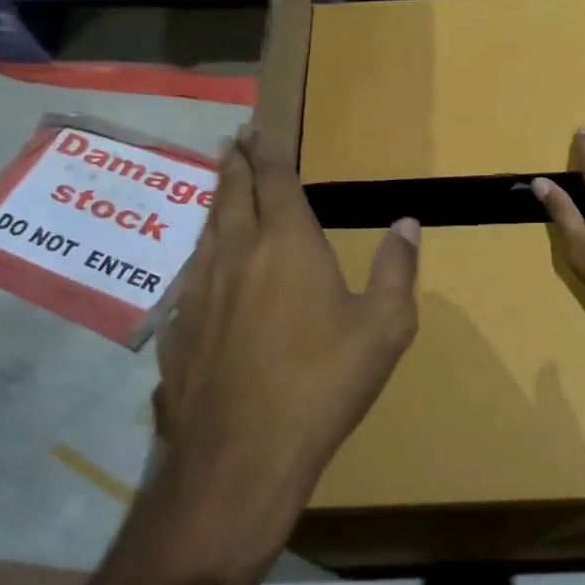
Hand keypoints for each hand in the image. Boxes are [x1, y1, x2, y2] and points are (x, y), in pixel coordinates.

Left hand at [153, 130, 419, 544]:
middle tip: (234, 140)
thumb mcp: (384, 328)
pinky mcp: (178, 327)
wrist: (242, 454)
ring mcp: (199, 290)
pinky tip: (206, 266)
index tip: (259, 130)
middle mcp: (237, 253)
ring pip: (206, 230)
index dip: (268, 153)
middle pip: (232, 194)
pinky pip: (191, 273)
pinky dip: (202, 253)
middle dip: (235, 163)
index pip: (275, 181)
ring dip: (216, 203)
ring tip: (221, 189)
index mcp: (287, 243)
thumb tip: (407, 222)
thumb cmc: (324, 383)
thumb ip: (396, 269)